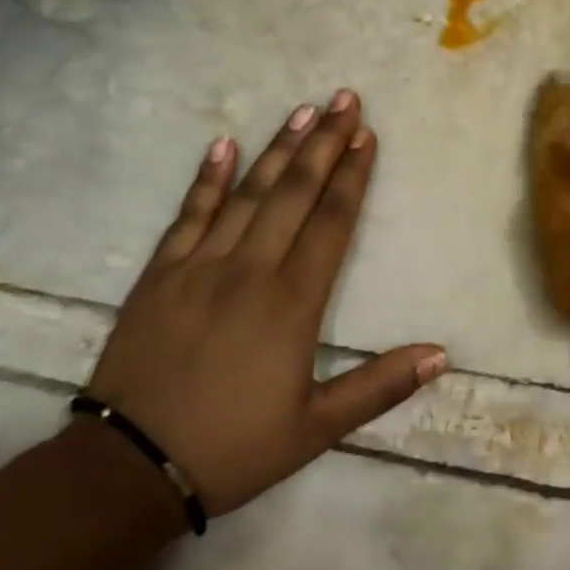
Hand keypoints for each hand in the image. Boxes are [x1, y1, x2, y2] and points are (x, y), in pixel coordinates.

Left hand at [85, 91, 447, 515]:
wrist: (127, 470)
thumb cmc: (232, 447)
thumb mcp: (316, 428)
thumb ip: (381, 386)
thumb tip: (441, 353)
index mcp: (293, 302)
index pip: (332, 222)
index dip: (352, 175)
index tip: (367, 135)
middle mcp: (251, 270)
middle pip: (295, 193)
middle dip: (324, 142)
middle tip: (344, 99)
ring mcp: (200, 266)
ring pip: (248, 193)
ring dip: (278, 149)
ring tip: (301, 110)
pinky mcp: (159, 275)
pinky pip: (188, 214)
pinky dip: (207, 178)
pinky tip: (223, 144)